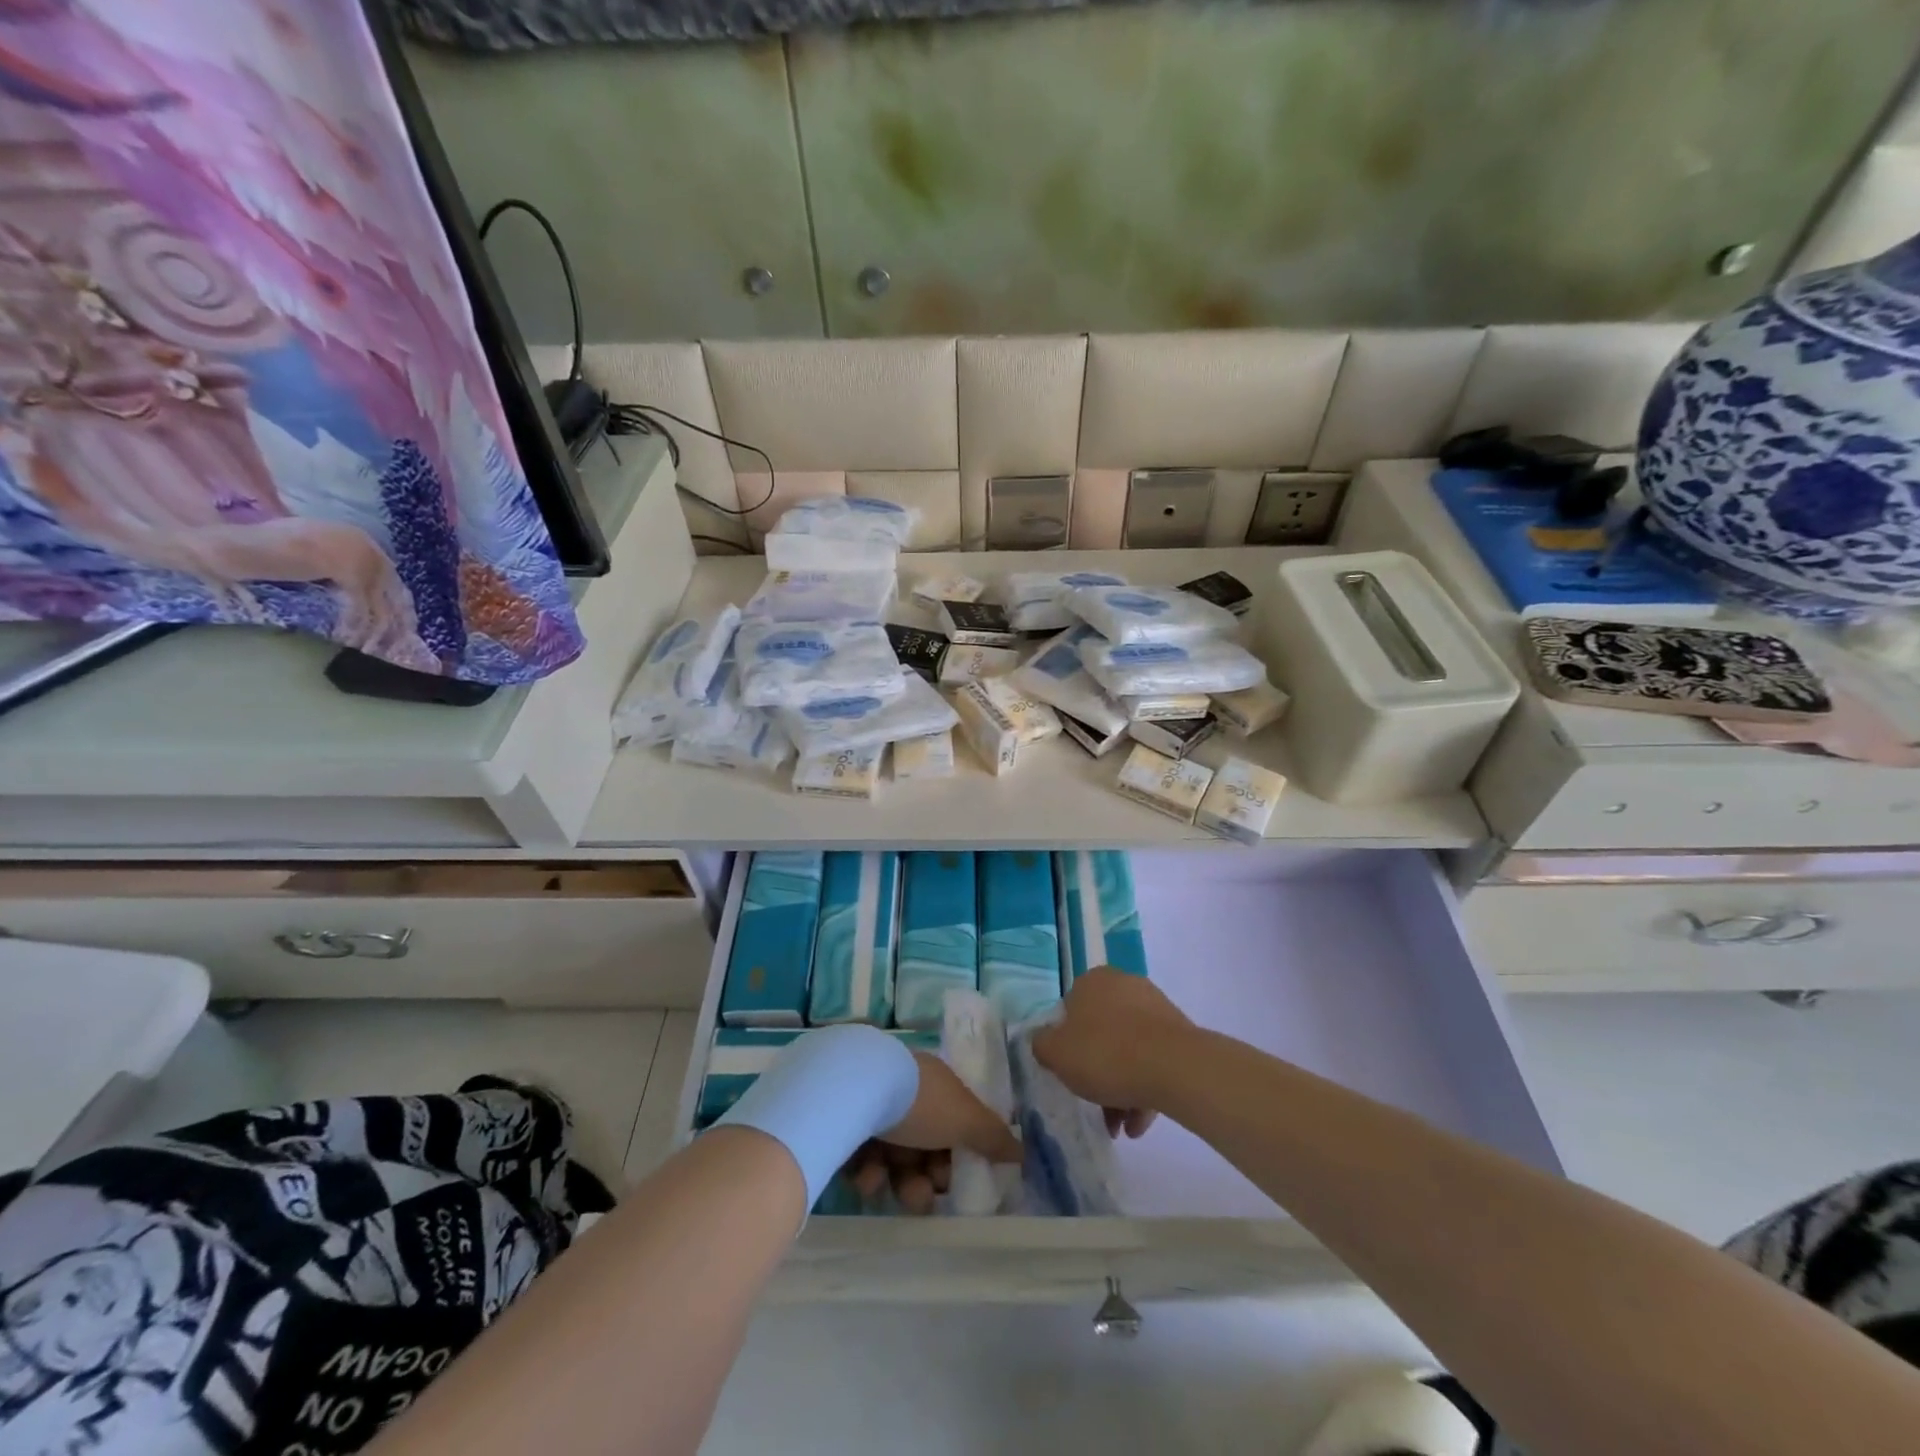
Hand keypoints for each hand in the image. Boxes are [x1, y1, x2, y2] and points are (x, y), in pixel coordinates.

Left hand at [847, 1053, 1020, 1214]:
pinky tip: (864, 1173)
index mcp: (934, 1084)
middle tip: (922, 1196)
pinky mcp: (842, 1123)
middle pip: (922, 1145)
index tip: (956, 1180)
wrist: (854, 1090)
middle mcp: (904, 1092)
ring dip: (897, 1180)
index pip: (952, 1124)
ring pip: (892, 1156)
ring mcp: (871, 1106)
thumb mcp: (965, 1118)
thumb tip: (1021, 1151)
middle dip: (926, 1177)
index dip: (957, 1155)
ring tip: (889, 1187)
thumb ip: (993, 1136)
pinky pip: (860, 1156)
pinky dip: (865, 1170)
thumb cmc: (919, 1102)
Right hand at [1031, 968, 1193, 1134]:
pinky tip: (1138, 1123)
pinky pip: (1153, 1060)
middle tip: (1094, 1105)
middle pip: (1100, 1033)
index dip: (1066, 1045)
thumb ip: (1042, 1045)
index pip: (1069, 1011)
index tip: (1069, 1074)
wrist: (1175, 1066)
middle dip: (1096, 1072)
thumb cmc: (1106, 1054)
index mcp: (1092, 981)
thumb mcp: (1057, 1054)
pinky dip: (1143, 1088)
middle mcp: (1124, 985)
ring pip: (1128, 1050)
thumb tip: (1044, 1041)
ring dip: (1120, 1088)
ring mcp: (1154, 1007)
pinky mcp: (1179, 1032)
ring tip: (1120, 1127)